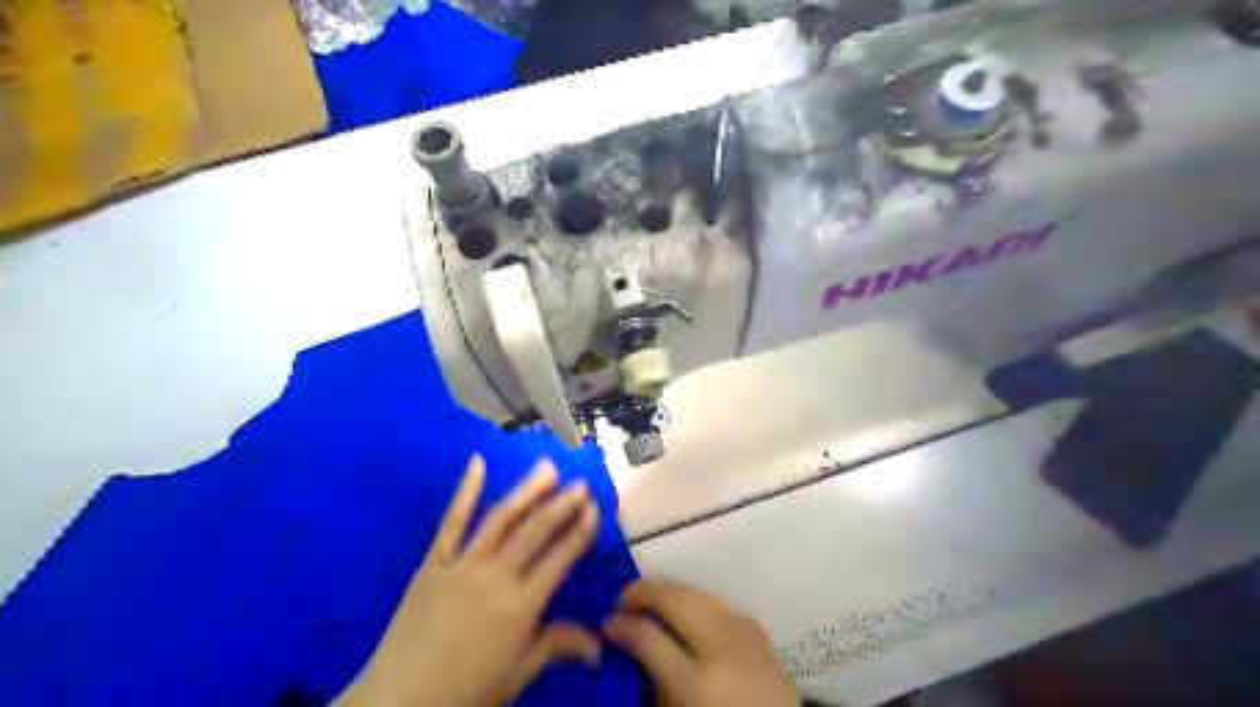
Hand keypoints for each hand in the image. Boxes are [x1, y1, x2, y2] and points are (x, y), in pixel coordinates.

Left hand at [342, 456, 601, 703]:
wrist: (396, 705)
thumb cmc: (463, 696)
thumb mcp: (516, 677)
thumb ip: (555, 648)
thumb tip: (599, 646)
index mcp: (521, 607)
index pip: (560, 560)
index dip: (579, 532)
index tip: (594, 508)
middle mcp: (496, 578)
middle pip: (535, 533)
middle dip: (561, 505)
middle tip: (580, 484)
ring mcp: (462, 565)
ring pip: (501, 520)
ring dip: (527, 492)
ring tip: (547, 469)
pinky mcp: (433, 563)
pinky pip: (451, 522)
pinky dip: (465, 492)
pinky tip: (477, 464)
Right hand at [603, 580, 795, 706]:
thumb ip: (654, 686)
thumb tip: (630, 648)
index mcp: (698, 684)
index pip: (648, 637)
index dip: (621, 625)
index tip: (606, 623)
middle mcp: (724, 649)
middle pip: (677, 600)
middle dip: (645, 592)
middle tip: (623, 599)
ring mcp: (747, 636)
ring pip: (700, 594)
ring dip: (671, 592)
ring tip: (651, 600)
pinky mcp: (761, 635)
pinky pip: (721, 606)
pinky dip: (697, 602)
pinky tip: (687, 612)